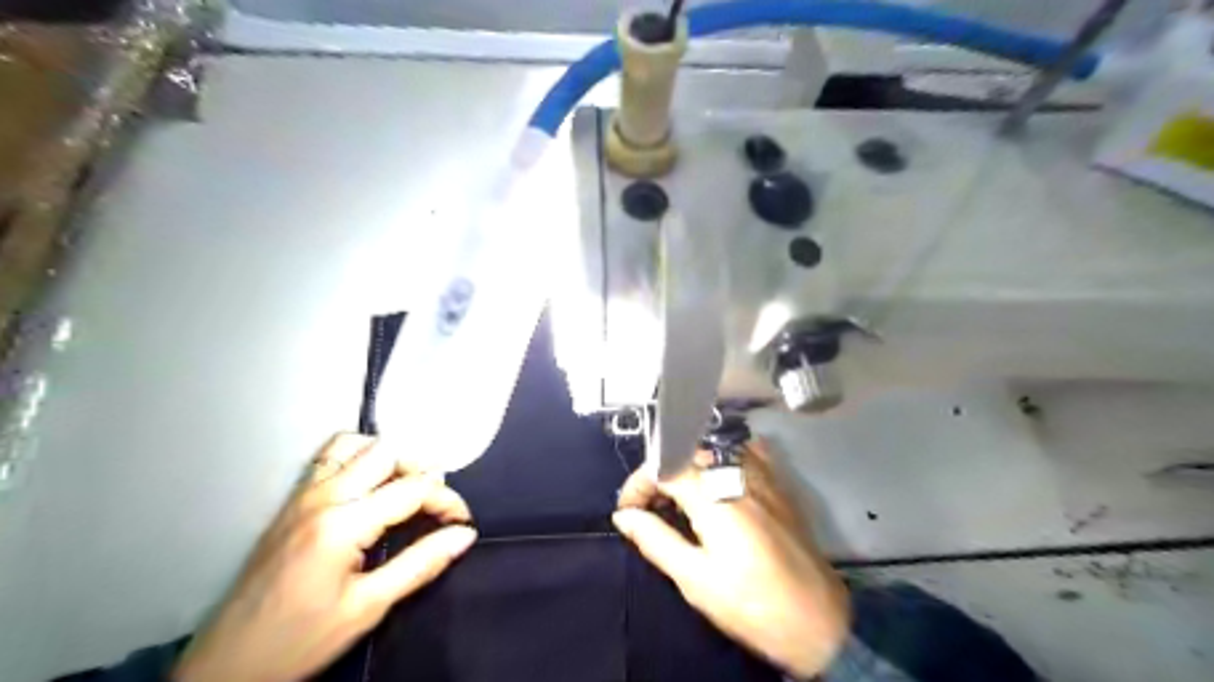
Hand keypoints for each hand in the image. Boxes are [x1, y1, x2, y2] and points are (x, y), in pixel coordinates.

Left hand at [175, 434, 478, 681]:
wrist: (227, 665)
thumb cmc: (301, 639)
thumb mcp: (368, 607)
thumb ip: (420, 564)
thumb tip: (465, 536)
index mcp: (342, 524)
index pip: (412, 489)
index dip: (447, 500)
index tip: (462, 523)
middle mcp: (322, 496)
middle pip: (387, 452)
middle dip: (423, 469)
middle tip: (437, 503)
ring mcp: (302, 495)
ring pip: (356, 444)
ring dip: (389, 457)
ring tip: (406, 487)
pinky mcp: (291, 502)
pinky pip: (330, 457)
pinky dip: (359, 457)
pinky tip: (370, 484)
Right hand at [614, 440, 847, 678]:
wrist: (818, 622)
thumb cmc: (752, 605)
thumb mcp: (696, 580)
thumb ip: (656, 540)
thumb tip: (624, 517)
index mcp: (714, 496)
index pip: (663, 467)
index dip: (637, 485)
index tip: (627, 512)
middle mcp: (737, 473)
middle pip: (685, 452)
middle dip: (660, 475)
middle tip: (649, 509)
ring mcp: (763, 475)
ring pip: (713, 447)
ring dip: (687, 467)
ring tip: (680, 499)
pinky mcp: (779, 484)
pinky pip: (745, 452)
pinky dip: (722, 459)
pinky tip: (718, 482)